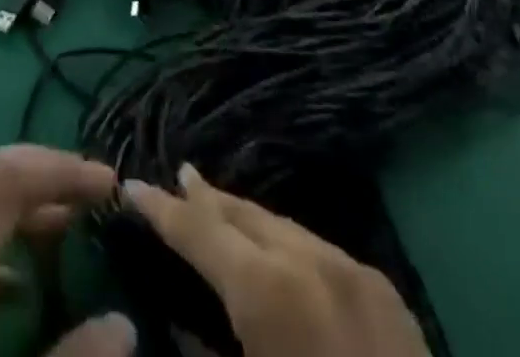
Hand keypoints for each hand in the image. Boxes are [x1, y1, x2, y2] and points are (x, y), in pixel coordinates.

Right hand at [124, 164, 428, 356]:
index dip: (161, 209)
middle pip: (242, 214)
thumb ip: (202, 351)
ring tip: (216, 205)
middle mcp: (311, 260)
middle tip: (175, 180)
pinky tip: (276, 248)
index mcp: (269, 289)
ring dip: (245, 219)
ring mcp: (355, 271)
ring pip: (283, 226)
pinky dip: (286, 244)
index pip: (199, 230)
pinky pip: (320, 251)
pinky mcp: (388, 294)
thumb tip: (178, 318)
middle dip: (205, 200)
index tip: (131, 185)